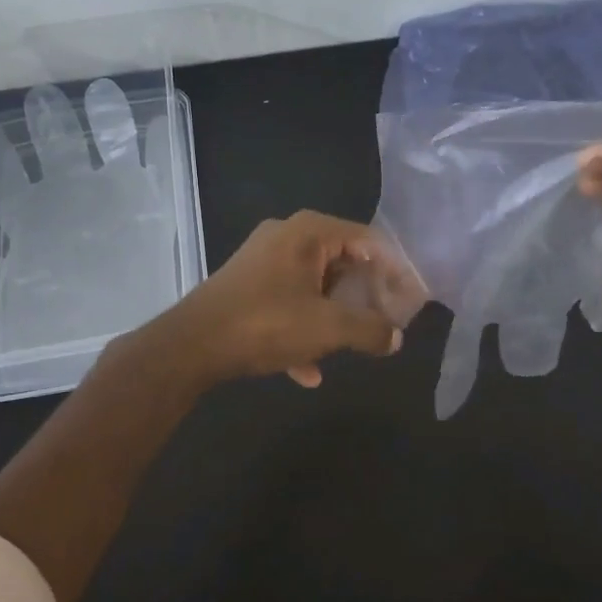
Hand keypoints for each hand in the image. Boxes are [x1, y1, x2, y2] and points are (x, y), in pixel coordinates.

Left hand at [162, 210, 406, 387]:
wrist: (190, 346)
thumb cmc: (266, 324)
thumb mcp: (328, 328)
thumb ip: (369, 330)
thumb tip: (396, 338)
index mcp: (309, 232)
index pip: (369, 239)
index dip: (395, 269)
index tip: (411, 299)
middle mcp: (286, 236)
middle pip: (342, 261)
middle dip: (365, 295)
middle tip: (387, 322)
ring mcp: (263, 260)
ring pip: (315, 285)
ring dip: (335, 316)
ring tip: (353, 345)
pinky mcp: (247, 285)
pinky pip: (288, 302)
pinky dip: (303, 329)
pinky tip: (308, 370)